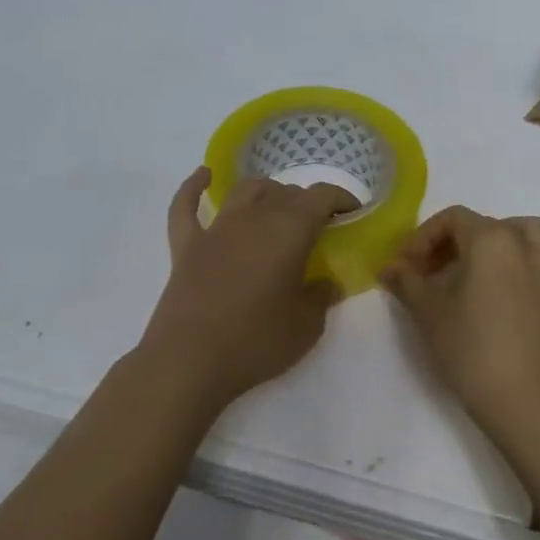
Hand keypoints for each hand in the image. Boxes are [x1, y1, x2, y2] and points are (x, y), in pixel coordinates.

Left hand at [138, 167, 355, 413]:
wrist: (189, 363)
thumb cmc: (256, 343)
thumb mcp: (307, 326)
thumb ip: (322, 297)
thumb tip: (327, 282)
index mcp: (289, 231)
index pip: (322, 197)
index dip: (341, 199)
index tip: (353, 213)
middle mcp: (254, 218)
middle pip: (286, 192)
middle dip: (308, 203)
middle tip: (319, 227)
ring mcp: (216, 229)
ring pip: (246, 191)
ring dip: (268, 192)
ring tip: (278, 206)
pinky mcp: (186, 246)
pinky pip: (186, 206)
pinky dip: (194, 187)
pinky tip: (204, 176)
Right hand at [381, 207, 539, 437]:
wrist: (524, 401)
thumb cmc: (470, 350)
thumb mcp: (428, 313)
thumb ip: (407, 282)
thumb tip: (390, 268)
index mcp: (491, 240)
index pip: (452, 219)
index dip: (422, 238)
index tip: (405, 267)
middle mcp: (526, 245)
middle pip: (487, 225)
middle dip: (454, 243)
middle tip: (431, 274)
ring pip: (532, 235)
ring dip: (506, 241)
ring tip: (483, 267)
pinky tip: (534, 282)